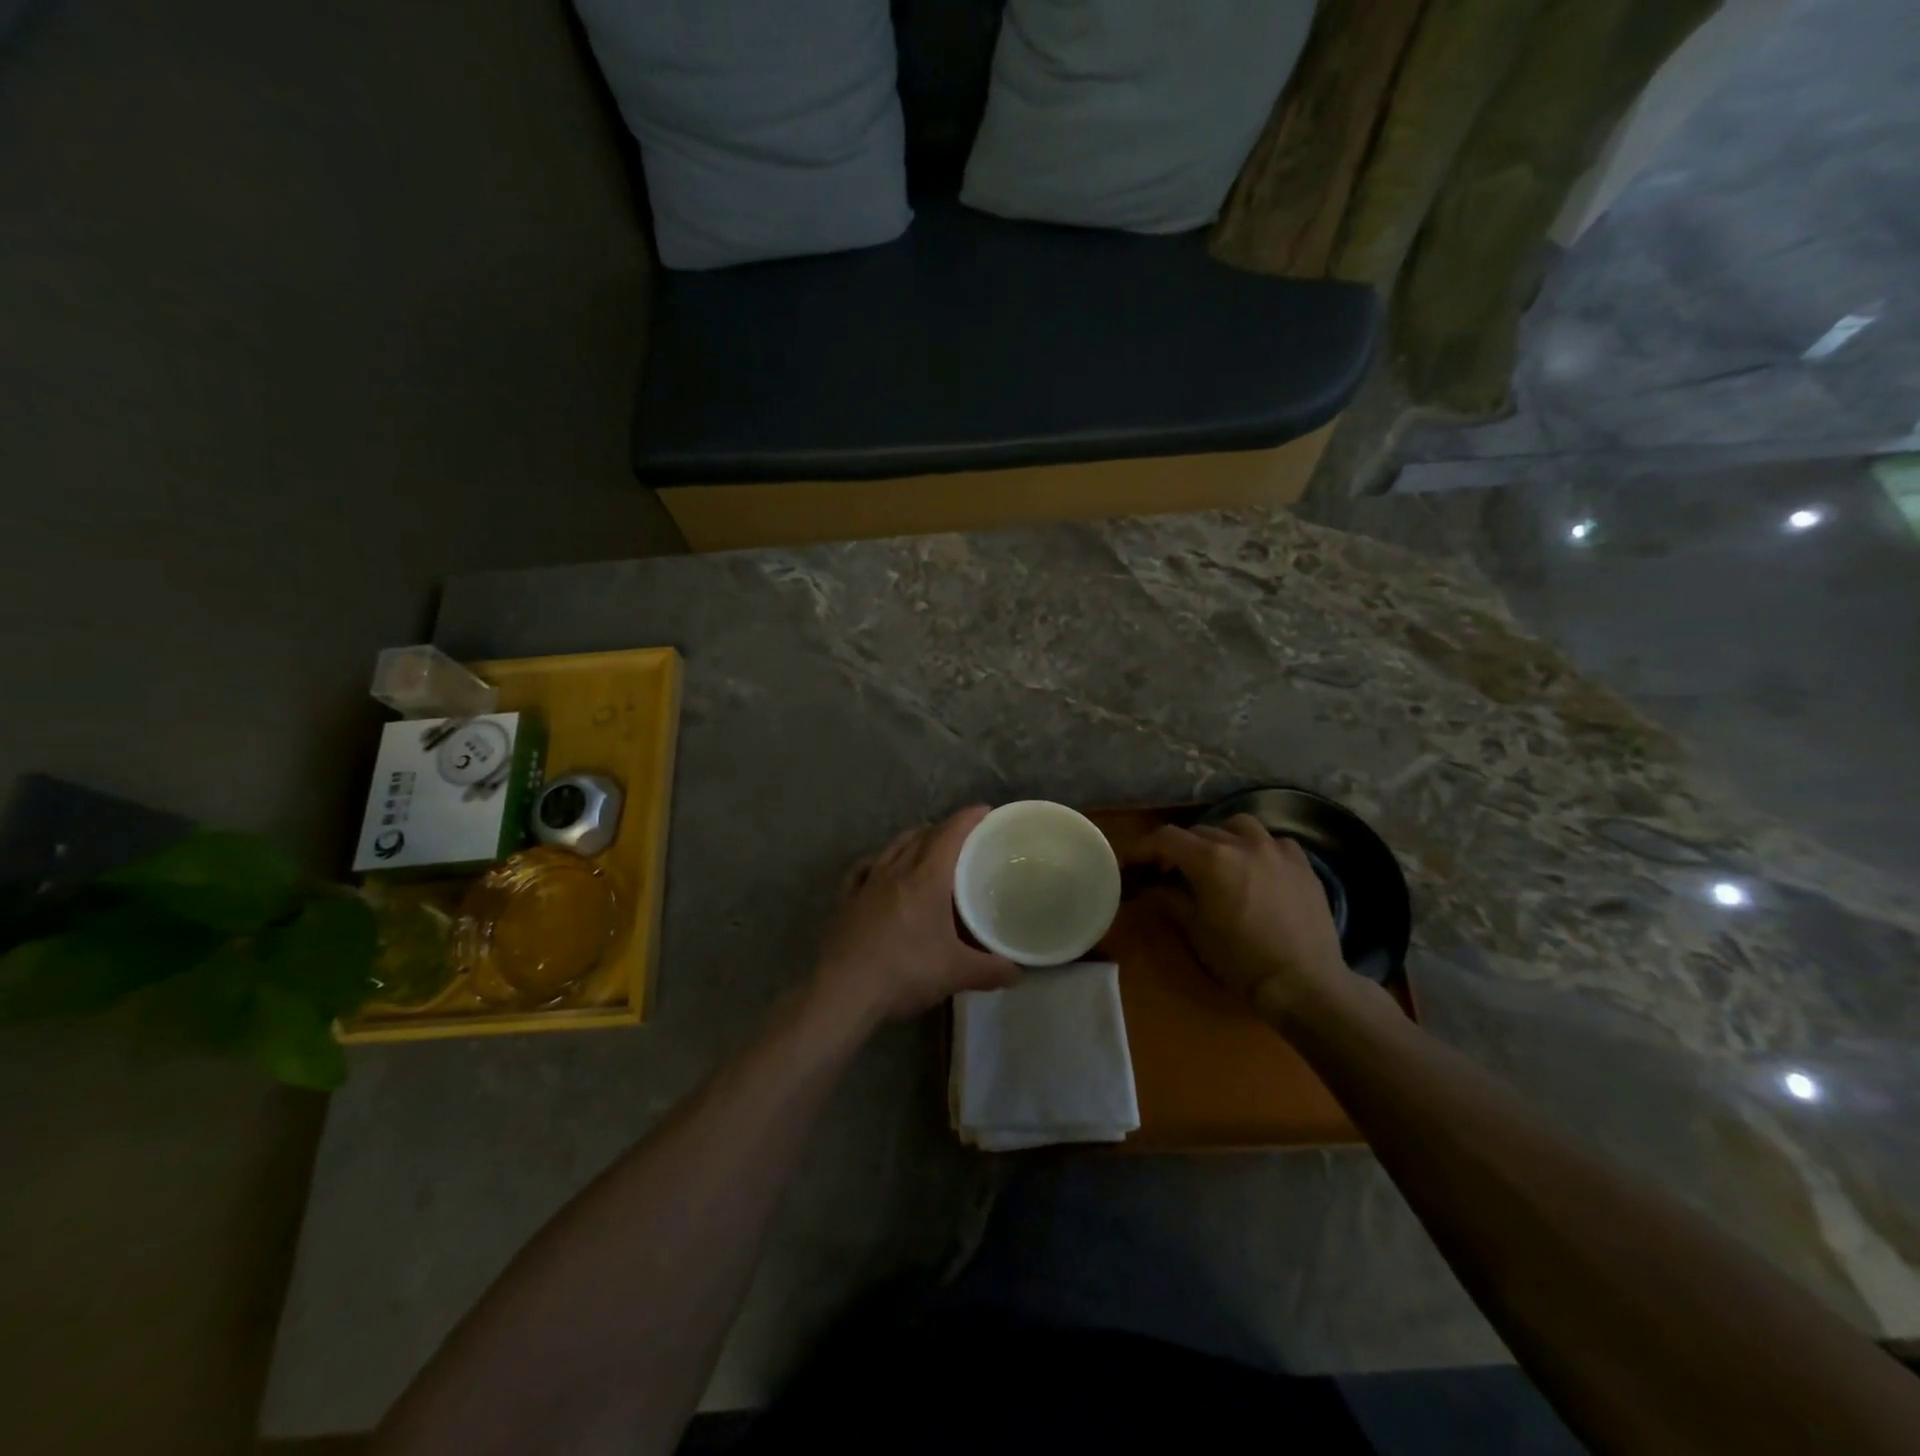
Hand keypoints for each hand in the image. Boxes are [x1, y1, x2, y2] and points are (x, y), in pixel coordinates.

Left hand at [813, 806, 1019, 1029]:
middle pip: (923, 836)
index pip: (950, 834)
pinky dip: (879, 861)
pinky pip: (865, 868)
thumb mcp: (956, 973)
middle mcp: (897, 870)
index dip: (968, 818)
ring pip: (894, 847)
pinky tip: (880, 869)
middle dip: (945, 829)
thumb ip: (991, 970)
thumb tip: (1017, 971)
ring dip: (913, 840)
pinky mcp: (847, 899)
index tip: (985, 811)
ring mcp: (868, 882)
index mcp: (926, 878)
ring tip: (927, 848)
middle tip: (964, 838)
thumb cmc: (905, 971)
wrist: (844, 991)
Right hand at [1125, 815, 1348, 1017]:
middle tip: (1171, 869)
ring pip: (1238, 825)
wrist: (1304, 982)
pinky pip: (1273, 841)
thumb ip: (1171, 901)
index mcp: (1210, 859)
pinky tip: (1257, 867)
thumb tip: (1152, 889)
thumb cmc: (1242, 961)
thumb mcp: (1197, 931)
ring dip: (1220, 836)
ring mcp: (1276, 849)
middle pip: (1199, 831)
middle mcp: (1241, 843)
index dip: (1145, 848)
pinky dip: (1257, 847)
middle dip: (1180, 847)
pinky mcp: (1302, 863)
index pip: (1166, 838)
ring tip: (1217, 859)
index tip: (1134, 862)